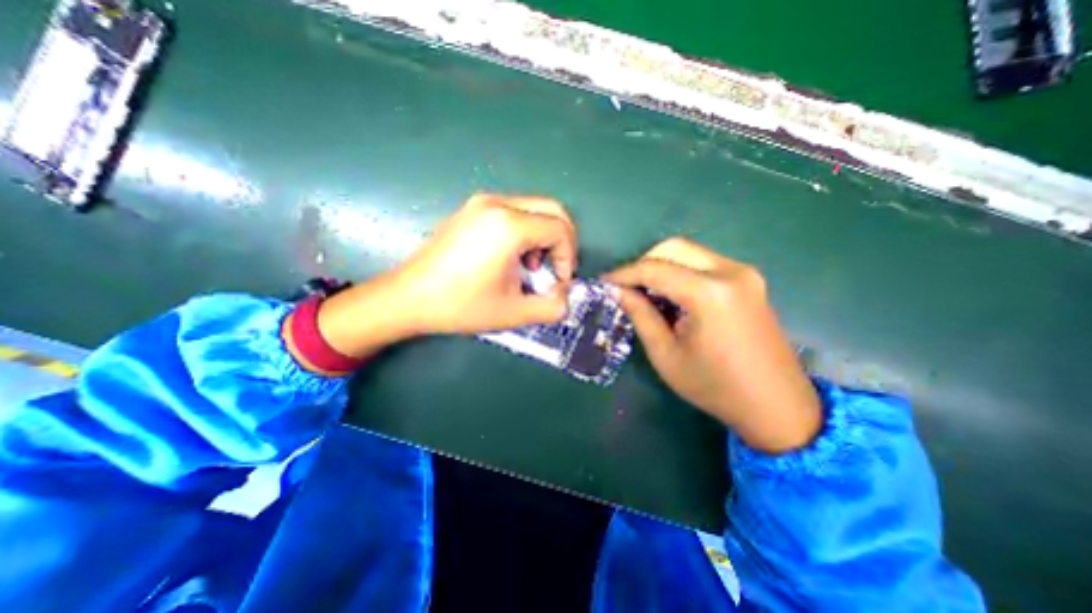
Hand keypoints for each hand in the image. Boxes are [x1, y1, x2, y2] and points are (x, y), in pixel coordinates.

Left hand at [310, 194, 575, 357]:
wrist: (408, 297)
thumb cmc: (460, 305)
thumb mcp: (514, 313)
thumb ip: (552, 307)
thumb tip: (566, 297)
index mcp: (509, 226)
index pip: (560, 229)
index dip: (568, 257)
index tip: (558, 282)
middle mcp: (497, 204)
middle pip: (552, 210)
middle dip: (562, 242)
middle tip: (553, 269)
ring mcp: (481, 202)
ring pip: (534, 209)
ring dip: (543, 237)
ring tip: (528, 267)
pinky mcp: (471, 209)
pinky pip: (514, 211)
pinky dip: (525, 232)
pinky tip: (509, 258)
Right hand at [607, 237, 817, 451]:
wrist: (778, 406)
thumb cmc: (715, 387)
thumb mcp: (666, 355)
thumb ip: (641, 315)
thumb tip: (618, 291)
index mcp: (709, 293)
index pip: (654, 268)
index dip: (624, 273)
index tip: (603, 282)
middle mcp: (730, 272)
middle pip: (674, 248)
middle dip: (643, 263)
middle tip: (625, 286)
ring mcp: (744, 273)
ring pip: (689, 252)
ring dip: (661, 266)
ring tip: (644, 291)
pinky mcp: (749, 280)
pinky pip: (704, 263)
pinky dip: (681, 272)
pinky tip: (671, 294)